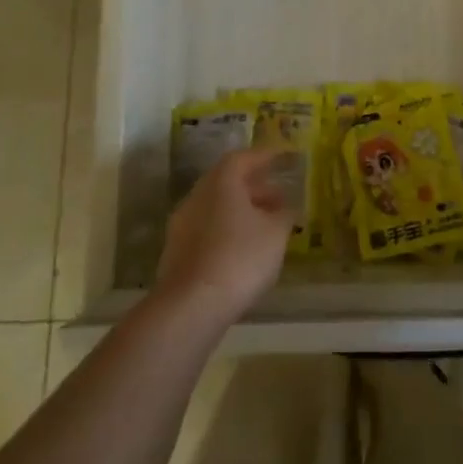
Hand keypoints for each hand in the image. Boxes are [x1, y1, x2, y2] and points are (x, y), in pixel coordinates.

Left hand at [151, 149, 293, 327]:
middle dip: (256, 188)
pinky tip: (245, 251)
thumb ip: (284, 215)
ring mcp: (182, 225)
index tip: (284, 159)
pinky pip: (208, 230)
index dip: (265, 157)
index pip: (243, 158)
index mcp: (220, 182)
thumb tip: (286, 209)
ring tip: (267, 227)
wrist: (190, 306)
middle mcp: (197, 196)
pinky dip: (228, 231)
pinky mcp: (177, 252)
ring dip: (242, 211)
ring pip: (217, 208)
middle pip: (227, 182)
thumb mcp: (275, 234)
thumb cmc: (239, 258)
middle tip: (280, 198)